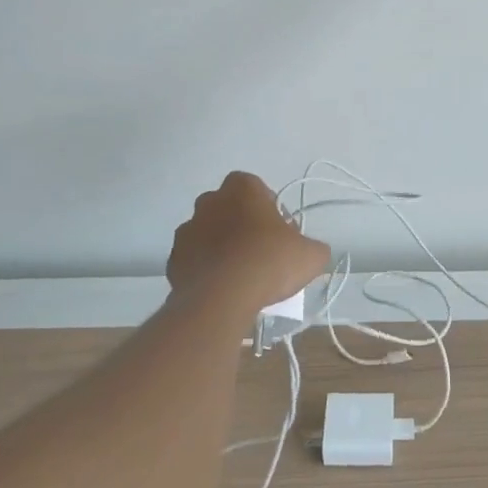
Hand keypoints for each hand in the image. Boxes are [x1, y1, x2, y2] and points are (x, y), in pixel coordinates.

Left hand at [168, 172, 330, 316]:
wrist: (221, 299)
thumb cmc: (268, 262)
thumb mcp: (311, 255)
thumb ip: (314, 247)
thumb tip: (311, 251)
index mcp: (242, 188)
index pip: (256, 188)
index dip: (268, 209)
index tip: (278, 232)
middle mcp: (210, 201)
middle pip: (229, 209)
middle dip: (241, 225)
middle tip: (260, 253)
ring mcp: (187, 230)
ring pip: (208, 234)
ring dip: (220, 248)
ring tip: (239, 276)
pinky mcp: (173, 260)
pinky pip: (193, 260)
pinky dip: (204, 270)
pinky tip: (220, 290)